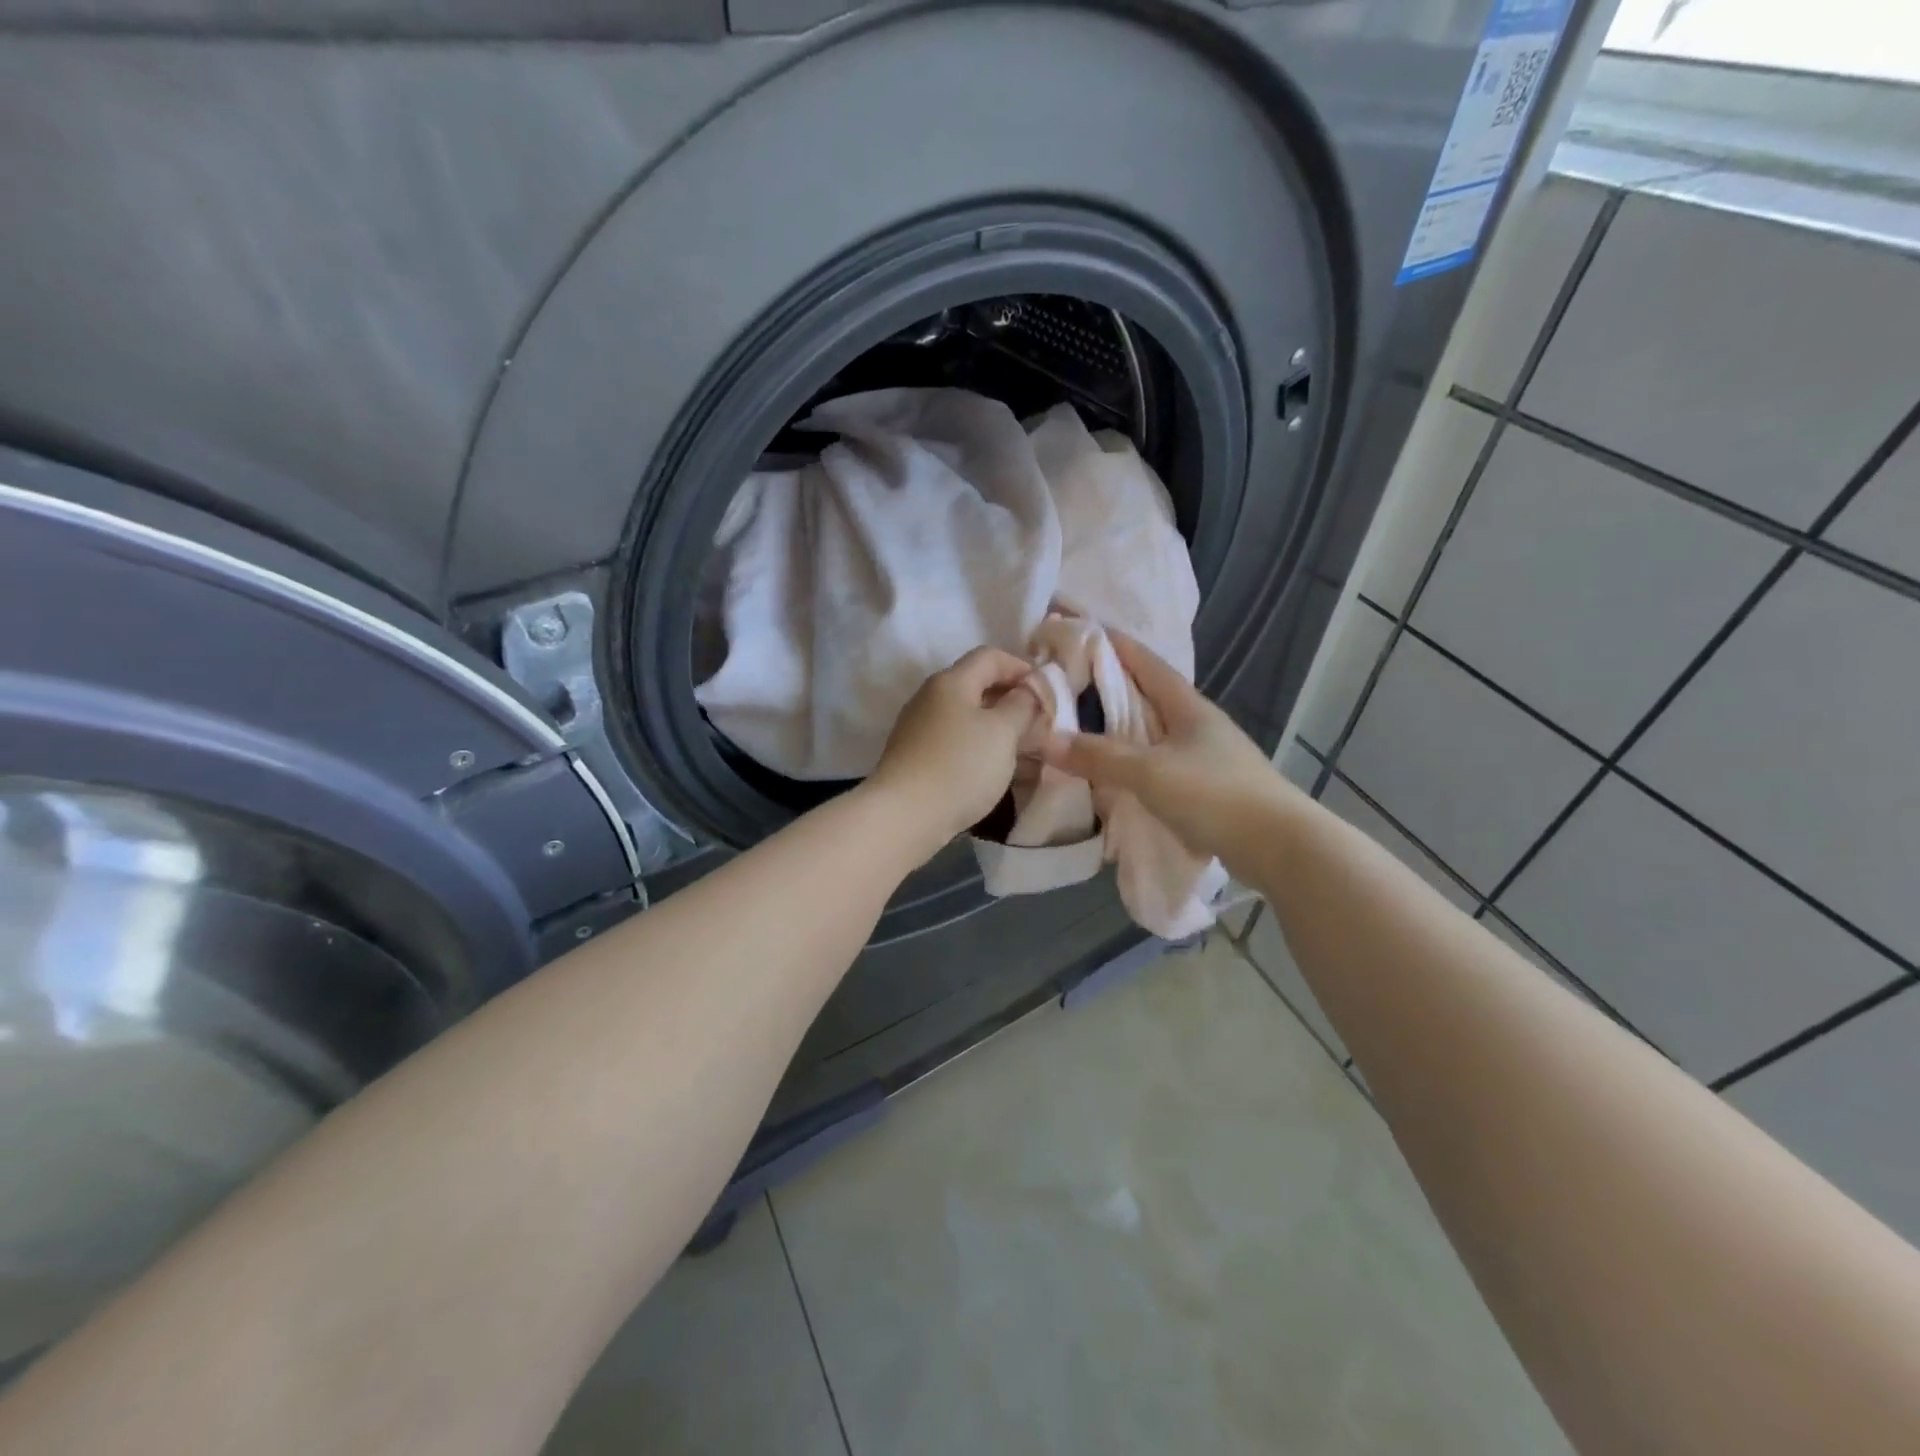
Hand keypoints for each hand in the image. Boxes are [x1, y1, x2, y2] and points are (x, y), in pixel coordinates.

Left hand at [865, 647, 1040, 857]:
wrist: (904, 816)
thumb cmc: (960, 767)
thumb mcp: (1002, 732)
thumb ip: (1021, 705)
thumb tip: (1027, 691)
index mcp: (951, 681)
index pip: (991, 656)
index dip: (1022, 668)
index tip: (1047, 694)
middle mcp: (930, 697)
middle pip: (977, 685)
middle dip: (1011, 700)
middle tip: (1040, 724)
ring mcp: (919, 727)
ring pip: (966, 716)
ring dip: (997, 727)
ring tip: (1023, 749)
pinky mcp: (915, 755)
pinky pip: (954, 740)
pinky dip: (978, 746)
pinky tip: (992, 768)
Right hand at [1040, 631, 1293, 861]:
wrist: (1280, 846)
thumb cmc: (1214, 795)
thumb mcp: (1149, 772)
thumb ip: (1099, 756)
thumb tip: (1048, 740)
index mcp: (1188, 706)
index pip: (1146, 663)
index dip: (1114, 645)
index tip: (1080, 634)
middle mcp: (1199, 724)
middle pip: (1149, 696)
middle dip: (1111, 688)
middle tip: (1070, 686)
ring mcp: (1208, 756)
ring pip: (1155, 733)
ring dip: (1123, 729)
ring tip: (1086, 731)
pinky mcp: (1210, 787)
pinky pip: (1162, 764)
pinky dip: (1136, 763)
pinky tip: (1118, 775)